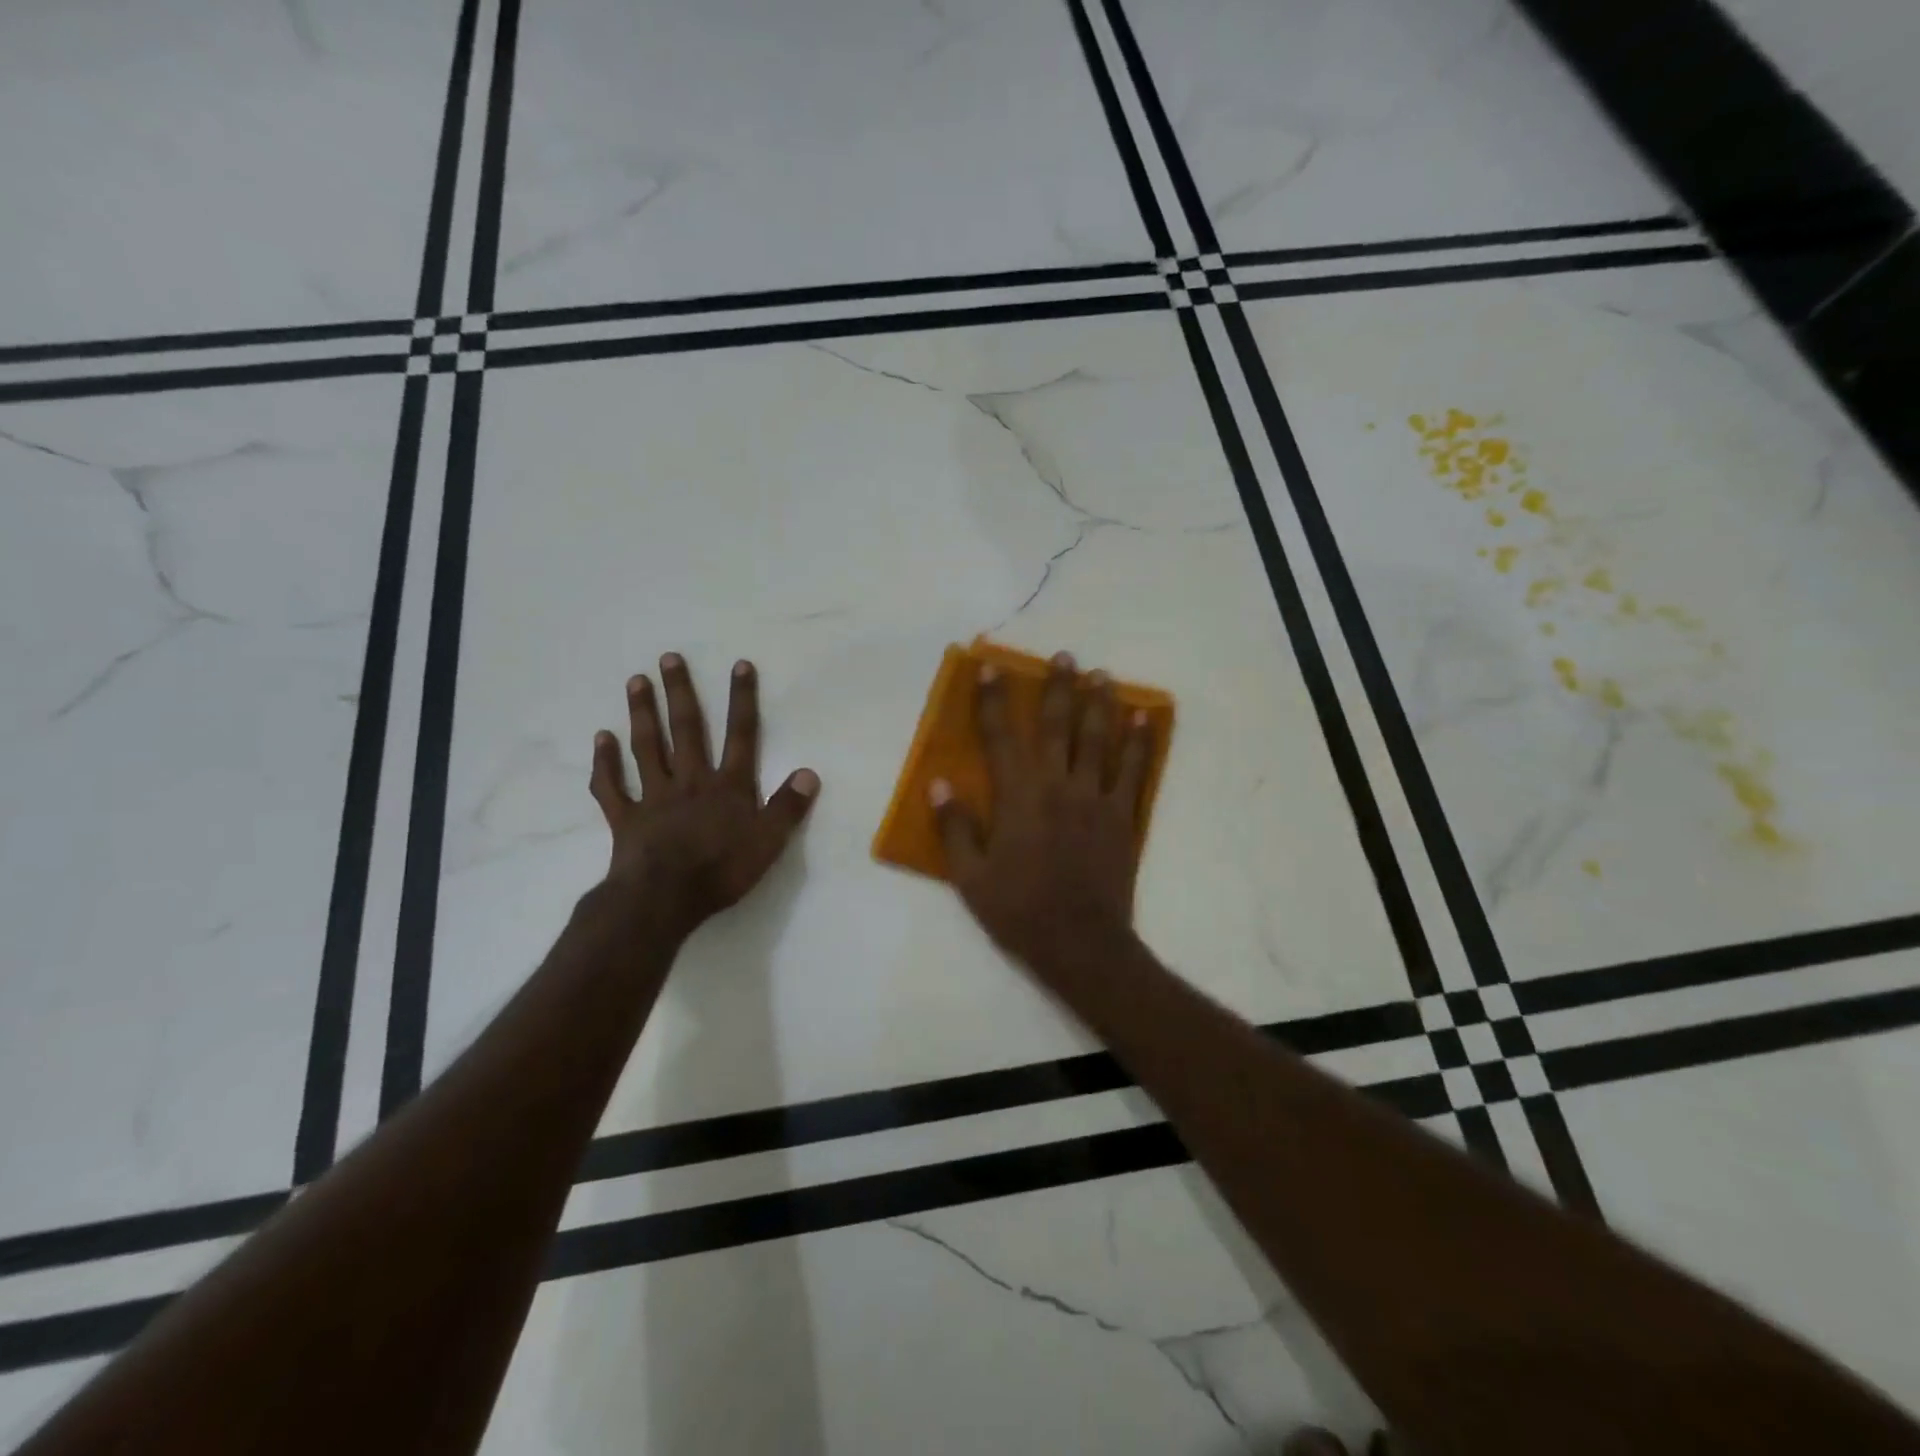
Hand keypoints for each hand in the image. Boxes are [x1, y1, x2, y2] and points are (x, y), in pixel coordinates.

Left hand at [589, 653, 818, 937]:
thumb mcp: (769, 842)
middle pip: (687, 730)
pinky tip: (600, 738)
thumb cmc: (722, 870)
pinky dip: (605, 762)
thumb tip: (809, 773)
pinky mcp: (626, 817)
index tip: (739, 665)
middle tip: (668, 658)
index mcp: (728, 786)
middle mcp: (691, 780)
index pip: (741, 735)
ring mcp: (654, 796)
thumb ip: (788, 806)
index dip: (742, 700)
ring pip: (647, 747)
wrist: (664, 899)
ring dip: (642, 713)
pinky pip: (612, 786)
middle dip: (681, 692)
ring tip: (635, 680)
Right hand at [931, 651, 1154, 970]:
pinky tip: (1143, 719)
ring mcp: (1096, 799)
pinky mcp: (1123, 816)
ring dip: (1100, 703)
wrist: (1081, 943)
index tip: (991, 666)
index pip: (1001, 736)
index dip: (994, 699)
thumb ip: (954, 828)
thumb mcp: (971, 877)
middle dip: (1058, 687)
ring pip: (1099, 739)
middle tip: (1064, 656)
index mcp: (1018, 797)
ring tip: (1102, 674)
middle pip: (1058, 726)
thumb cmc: (1019, 910)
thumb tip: (938, 783)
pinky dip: (1140, 743)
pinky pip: (1135, 771)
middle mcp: (1058, 786)